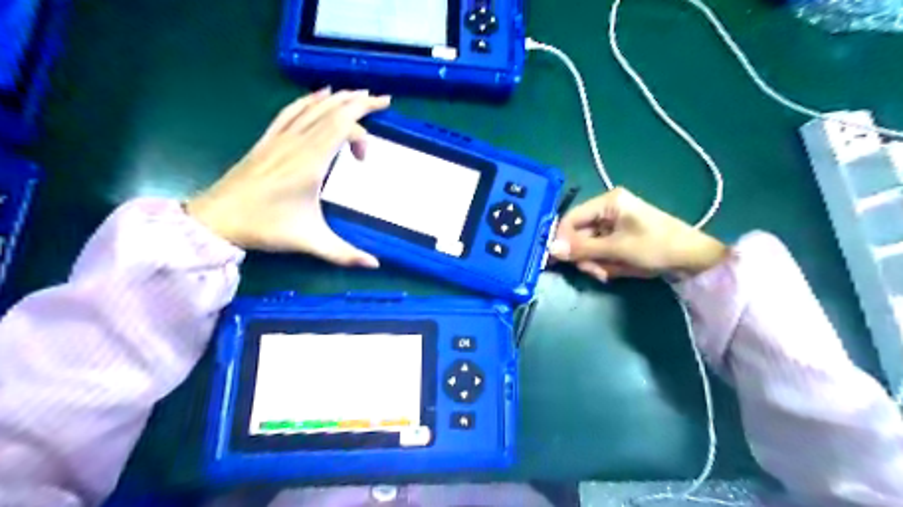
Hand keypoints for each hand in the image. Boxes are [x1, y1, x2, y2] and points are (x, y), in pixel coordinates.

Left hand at [185, 88, 389, 266]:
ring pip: (313, 107)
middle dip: (360, 102)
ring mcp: (280, 138)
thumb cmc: (265, 227)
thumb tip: (376, 265)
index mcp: (310, 162)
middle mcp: (297, 143)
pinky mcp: (267, 139)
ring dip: (338, 98)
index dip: (362, 134)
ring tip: (358, 93)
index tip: (366, 160)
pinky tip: (319, 95)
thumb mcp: (310, 242)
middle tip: (383, 98)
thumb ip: (345, 254)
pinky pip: (291, 111)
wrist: (217, 219)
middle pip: (332, 111)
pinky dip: (309, 100)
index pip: (342, 128)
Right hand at [546, 186, 728, 281]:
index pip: (571, 218)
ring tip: (609, 273)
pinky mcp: (619, 238)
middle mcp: (607, 210)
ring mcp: (613, 225)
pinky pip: (600, 251)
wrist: (694, 259)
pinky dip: (605, 264)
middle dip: (585, 256)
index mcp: (607, 202)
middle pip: (578, 234)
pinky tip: (616, 271)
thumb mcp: (616, 248)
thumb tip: (550, 250)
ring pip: (588, 246)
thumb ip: (582, 248)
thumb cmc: (656, 246)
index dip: (561, 239)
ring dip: (595, 262)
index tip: (555, 260)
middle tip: (595, 272)